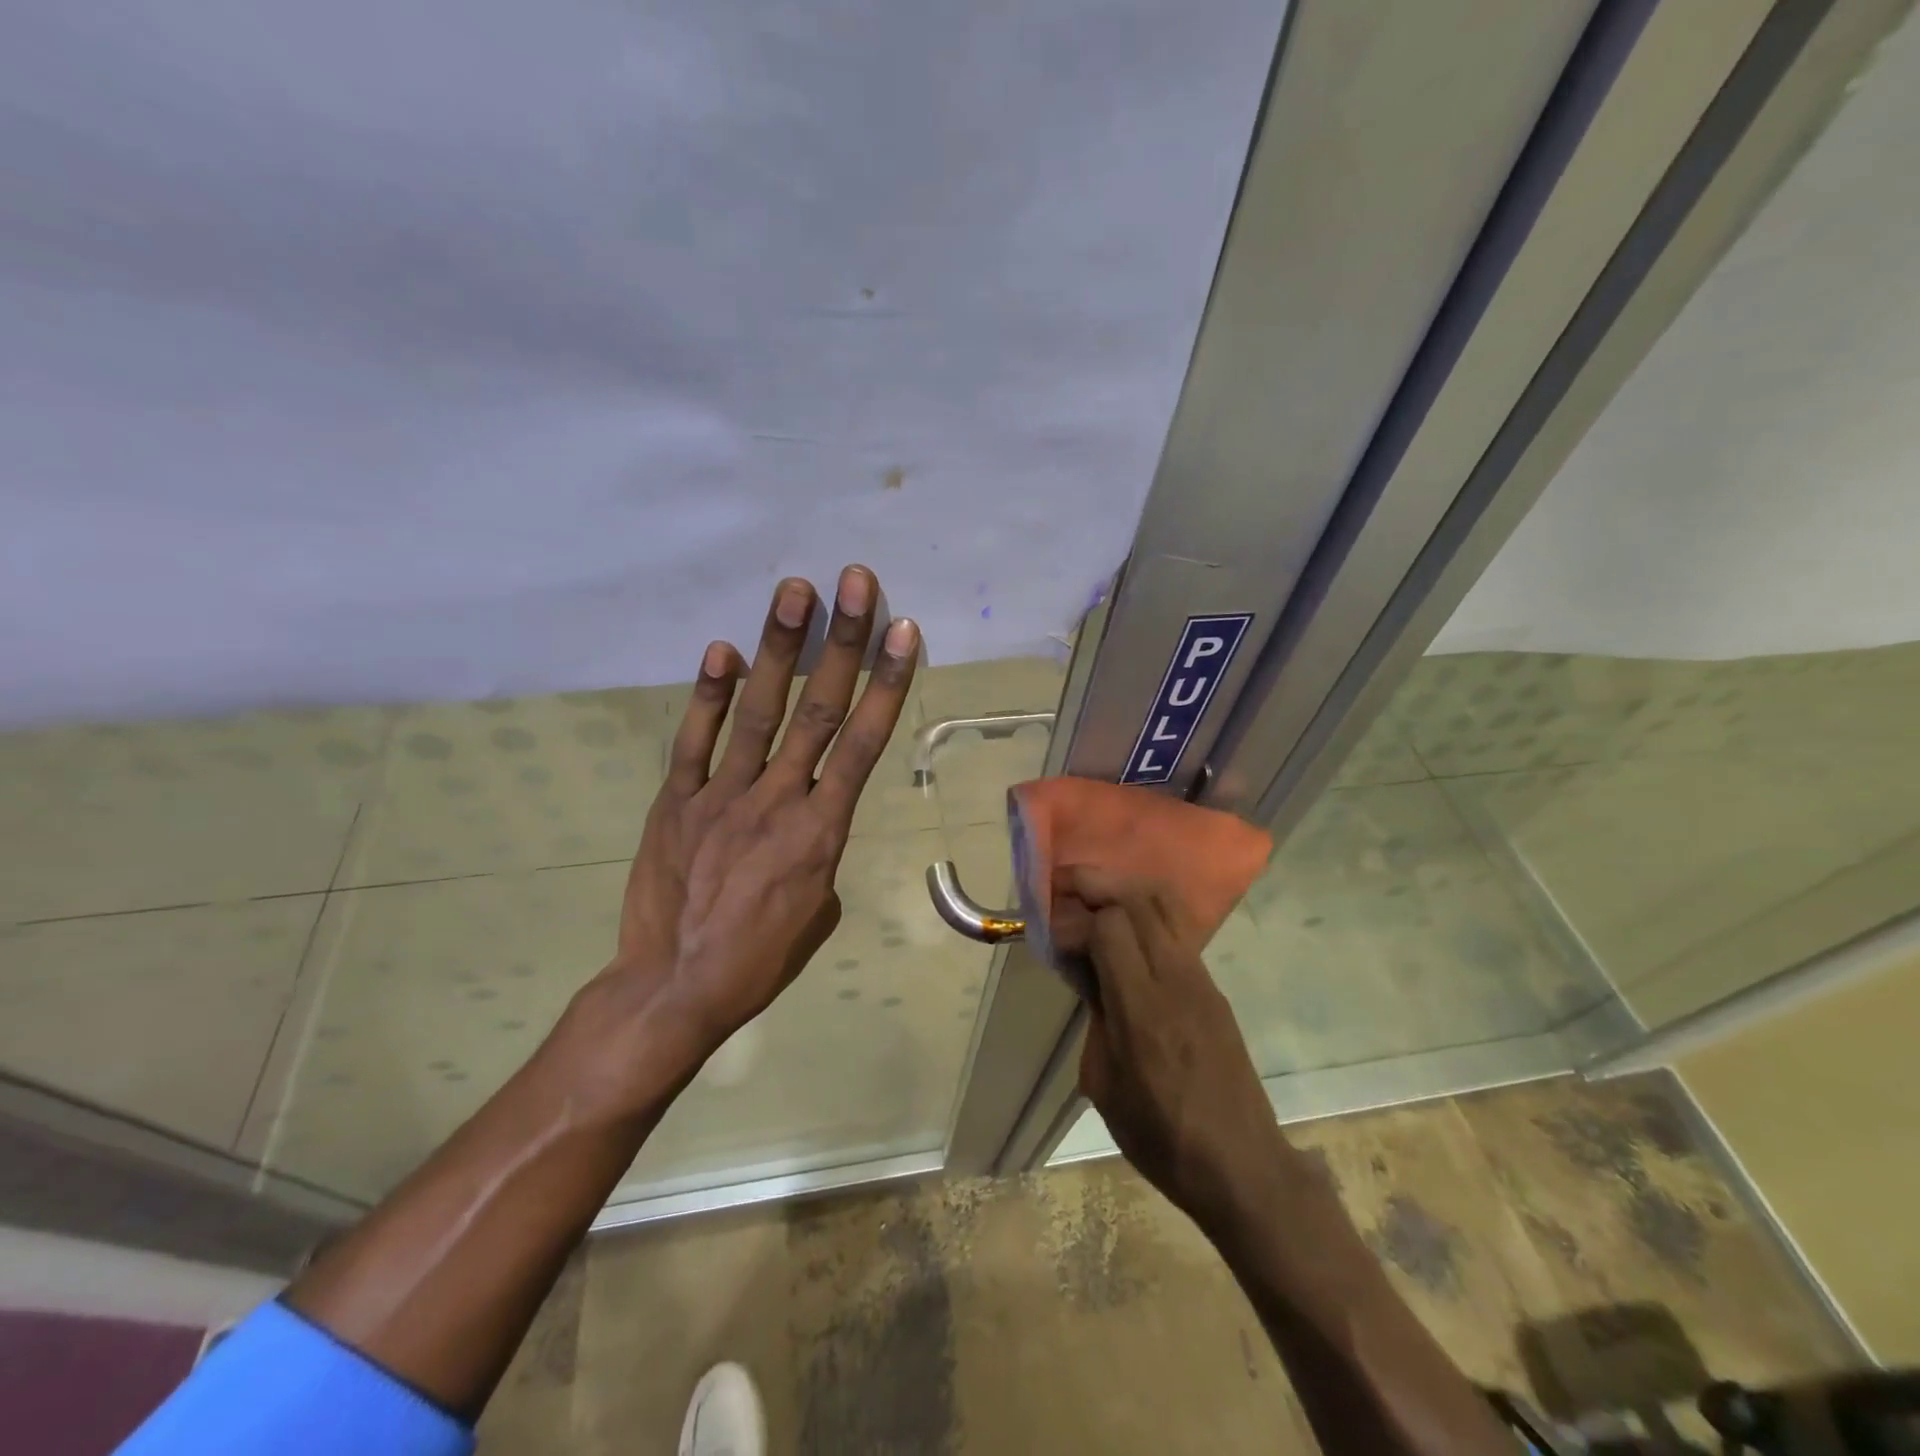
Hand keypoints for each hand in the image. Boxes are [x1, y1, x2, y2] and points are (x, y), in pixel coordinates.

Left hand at [572, 565, 918, 1097]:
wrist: (674, 988)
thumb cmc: (760, 958)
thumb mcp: (818, 909)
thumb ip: (821, 848)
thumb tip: (812, 816)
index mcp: (823, 829)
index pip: (863, 744)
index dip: (887, 683)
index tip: (903, 632)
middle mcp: (779, 799)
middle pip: (818, 710)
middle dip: (841, 642)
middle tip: (854, 582)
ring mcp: (722, 796)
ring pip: (759, 712)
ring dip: (779, 648)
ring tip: (795, 591)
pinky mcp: (676, 802)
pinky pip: (695, 741)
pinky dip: (710, 695)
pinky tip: (722, 650)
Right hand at [1056, 865, 1285, 1225]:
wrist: (1242, 1166)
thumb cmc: (1161, 1138)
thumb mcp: (1104, 1084)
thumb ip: (1096, 1016)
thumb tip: (1089, 974)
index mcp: (1142, 1010)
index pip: (1110, 926)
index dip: (1074, 919)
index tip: (1051, 934)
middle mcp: (1176, 980)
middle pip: (1138, 899)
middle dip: (1096, 883)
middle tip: (1063, 885)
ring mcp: (1201, 979)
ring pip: (1164, 904)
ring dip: (1123, 888)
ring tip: (1092, 894)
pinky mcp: (1213, 986)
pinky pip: (1177, 929)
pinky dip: (1145, 912)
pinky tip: (1123, 928)